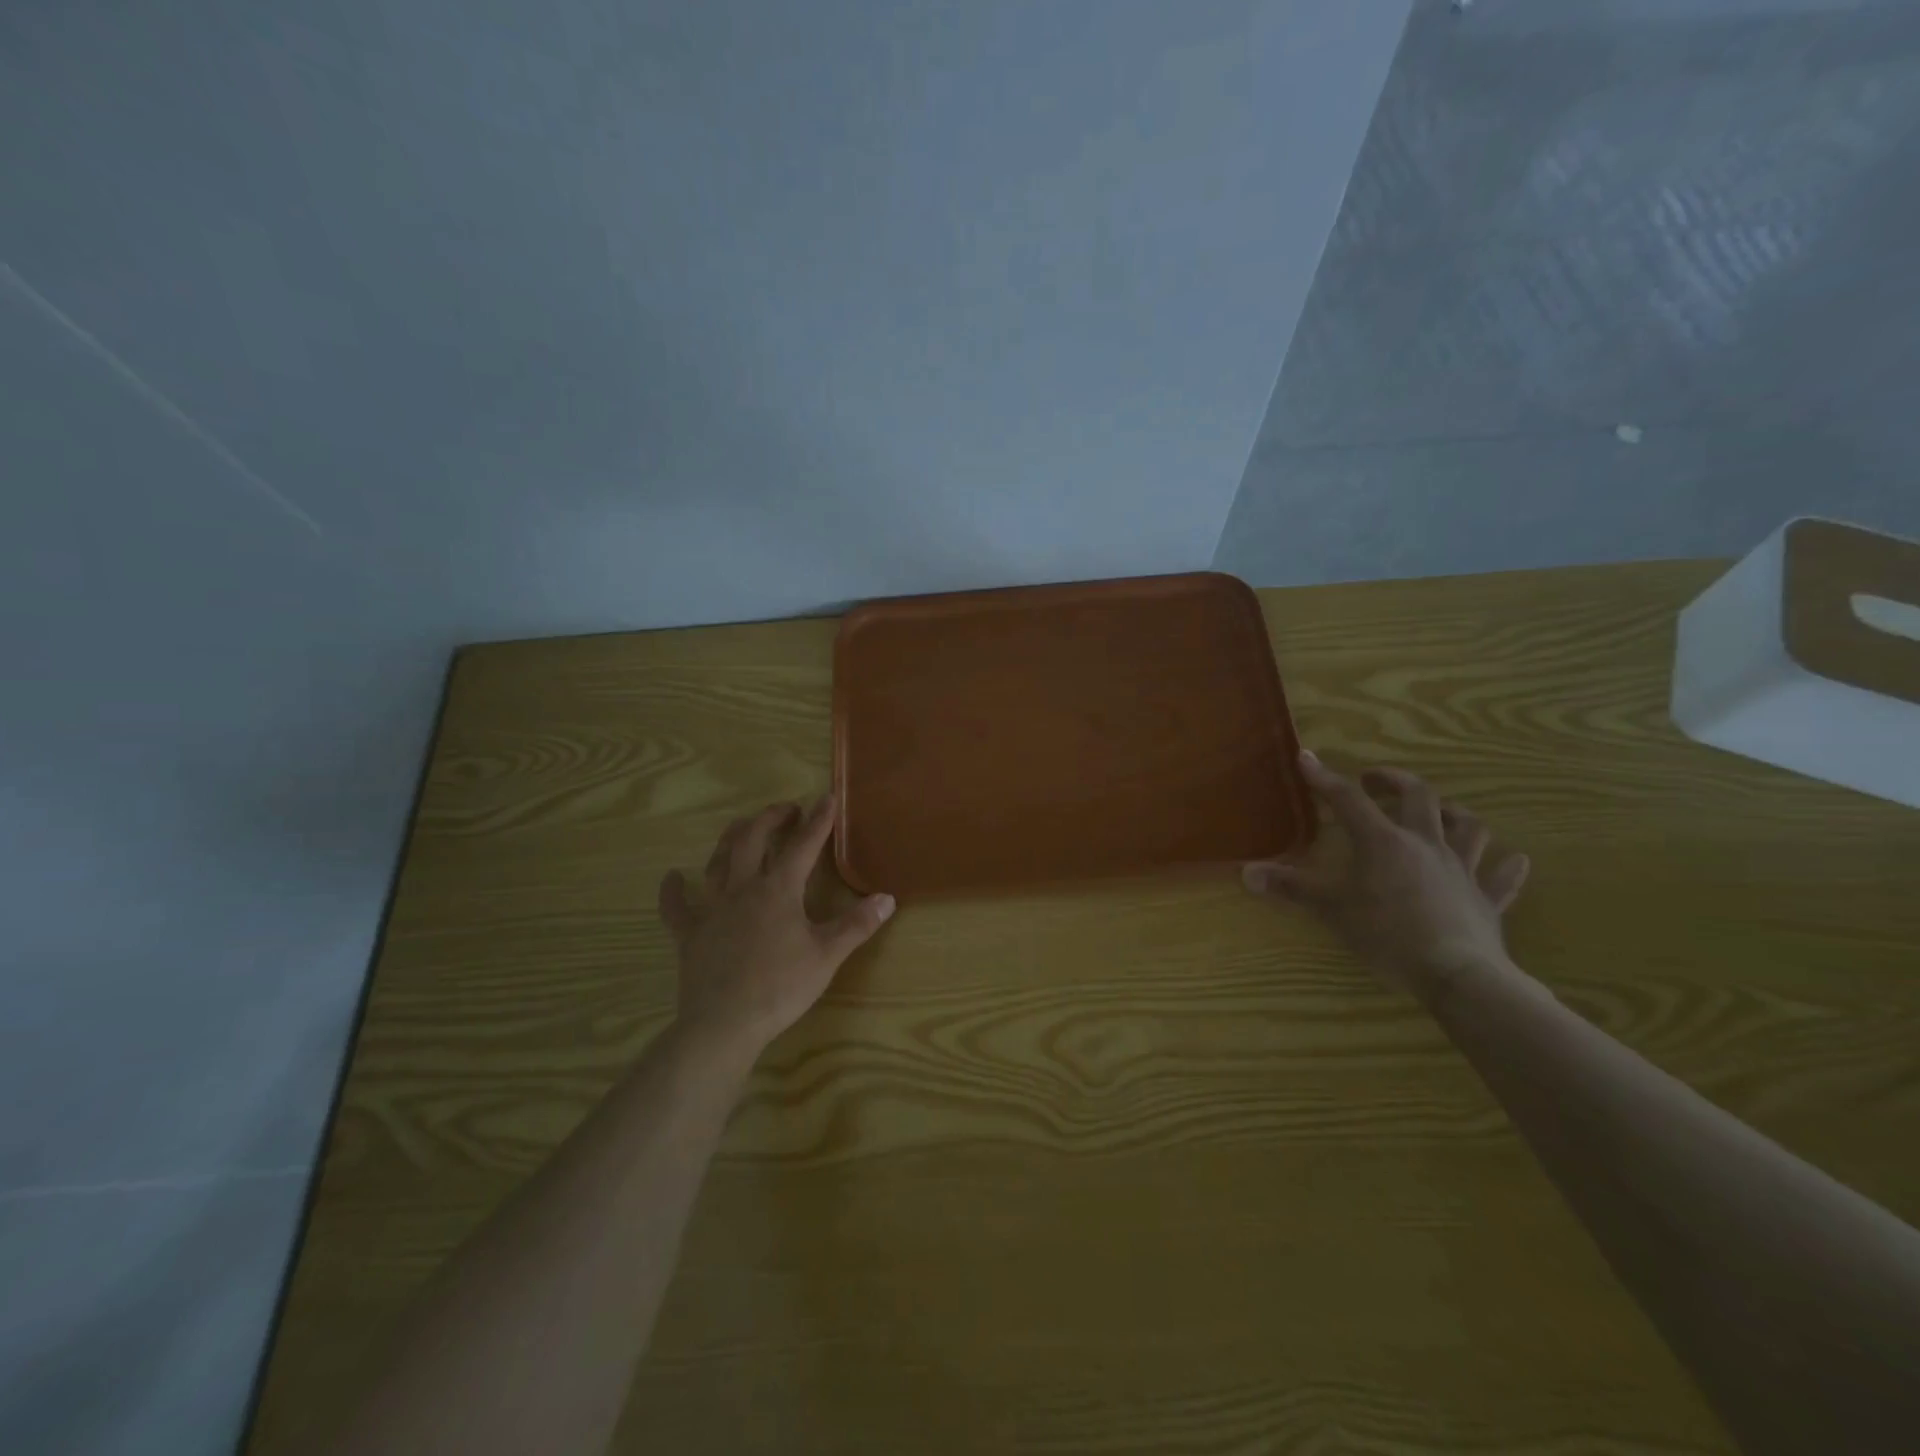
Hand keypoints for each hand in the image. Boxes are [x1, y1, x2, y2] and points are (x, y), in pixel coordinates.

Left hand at [658, 795, 894, 1063]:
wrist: (725, 1024)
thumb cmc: (781, 988)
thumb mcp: (827, 956)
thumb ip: (857, 924)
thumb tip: (887, 898)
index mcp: (779, 891)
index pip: (803, 846)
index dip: (818, 820)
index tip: (826, 797)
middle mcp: (743, 889)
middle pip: (752, 840)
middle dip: (770, 819)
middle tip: (786, 810)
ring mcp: (712, 909)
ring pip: (718, 862)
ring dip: (731, 839)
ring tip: (742, 826)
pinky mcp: (689, 933)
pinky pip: (676, 907)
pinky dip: (673, 890)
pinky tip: (673, 877)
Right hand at [1243, 752, 1529, 995]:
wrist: (1458, 975)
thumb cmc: (1387, 935)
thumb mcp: (1330, 910)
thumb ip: (1290, 887)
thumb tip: (1246, 872)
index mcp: (1383, 842)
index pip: (1347, 800)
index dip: (1325, 778)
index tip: (1307, 759)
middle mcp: (1426, 844)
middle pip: (1419, 796)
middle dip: (1395, 781)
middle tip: (1375, 781)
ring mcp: (1462, 869)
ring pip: (1468, 827)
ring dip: (1453, 814)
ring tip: (1439, 813)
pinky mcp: (1488, 899)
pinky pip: (1502, 876)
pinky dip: (1506, 866)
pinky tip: (1512, 860)